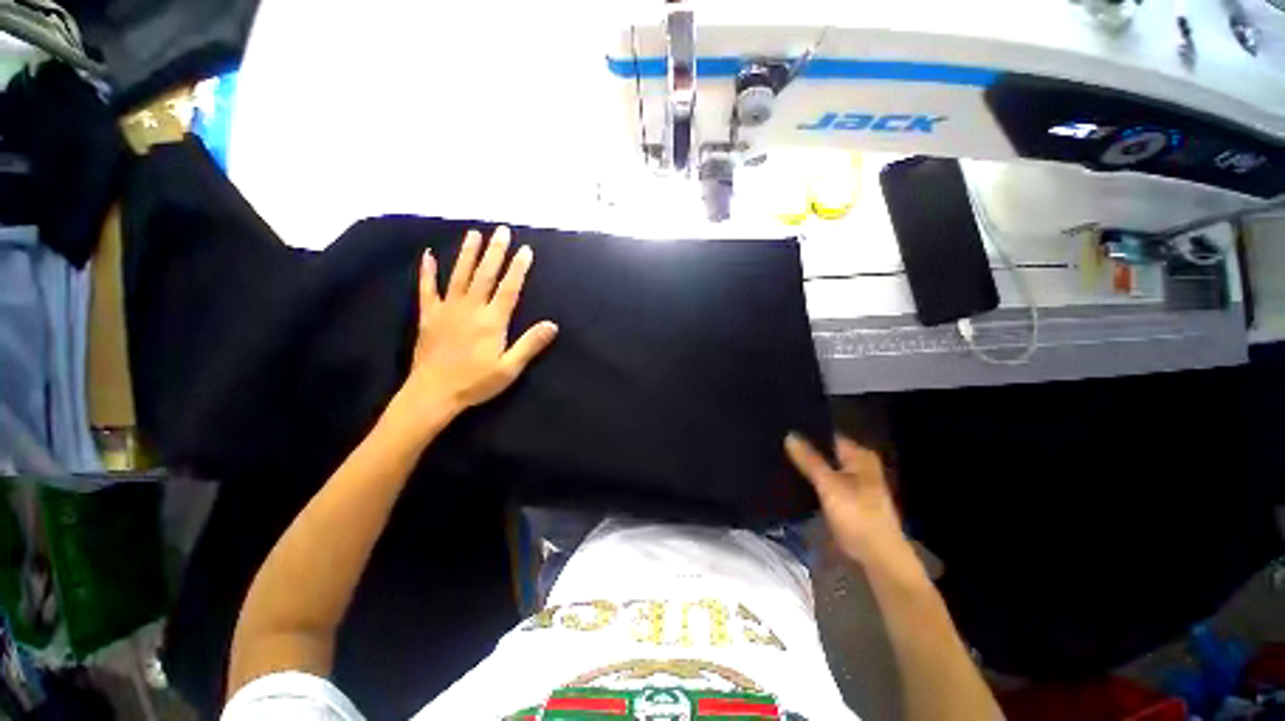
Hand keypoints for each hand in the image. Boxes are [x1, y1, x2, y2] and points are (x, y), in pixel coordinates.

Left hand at [399, 227, 557, 418]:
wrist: (433, 393)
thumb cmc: (476, 382)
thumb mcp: (510, 368)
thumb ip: (530, 344)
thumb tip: (552, 324)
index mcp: (492, 321)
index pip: (509, 288)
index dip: (518, 268)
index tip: (525, 250)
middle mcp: (470, 308)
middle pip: (485, 275)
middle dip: (495, 252)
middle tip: (501, 231)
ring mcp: (447, 309)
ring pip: (459, 275)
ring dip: (467, 253)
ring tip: (473, 233)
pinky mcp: (428, 316)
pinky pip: (427, 289)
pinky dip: (427, 271)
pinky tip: (428, 255)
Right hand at [785, 433, 907, 565]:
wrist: (877, 557)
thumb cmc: (857, 516)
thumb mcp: (829, 485)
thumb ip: (809, 459)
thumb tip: (790, 434)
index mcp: (859, 455)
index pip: (829, 434)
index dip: (808, 430)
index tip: (783, 427)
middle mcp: (859, 464)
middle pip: (827, 450)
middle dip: (806, 447)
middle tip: (778, 441)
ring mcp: (854, 482)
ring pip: (825, 466)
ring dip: (808, 464)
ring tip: (781, 455)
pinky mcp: (847, 498)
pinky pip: (826, 480)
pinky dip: (813, 478)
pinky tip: (795, 476)